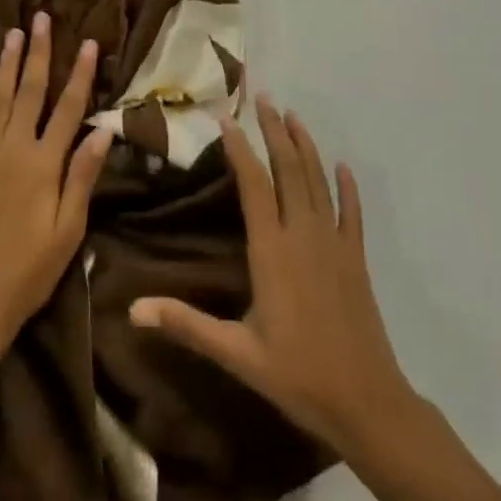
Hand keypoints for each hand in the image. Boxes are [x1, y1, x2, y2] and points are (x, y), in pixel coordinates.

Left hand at [0, 12, 112, 357]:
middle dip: (37, 52)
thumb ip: (83, 176)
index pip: (68, 107)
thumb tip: (102, 129)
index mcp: (44, 163)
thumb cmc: (30, 269)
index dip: (80, 73)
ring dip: (4, 63)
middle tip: (39, 18)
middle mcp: (12, 149)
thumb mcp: (69, 229)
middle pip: (29, 91)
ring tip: (11, 33)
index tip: (87, 42)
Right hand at [131, 96, 413, 457]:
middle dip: (275, 131)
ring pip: (318, 182)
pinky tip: (343, 166)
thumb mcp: (236, 353)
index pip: (254, 186)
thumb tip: (133, 310)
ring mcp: (335, 244)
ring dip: (306, 146)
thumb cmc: (297, 376)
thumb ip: (186, 324)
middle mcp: (303, 235)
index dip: (240, 149)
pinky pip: (352, 213)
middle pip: (289, 170)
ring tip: (293, 115)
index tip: (227, 118)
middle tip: (264, 97)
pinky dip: (347, 187)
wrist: (367, 404)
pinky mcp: (356, 259)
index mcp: (272, 251)